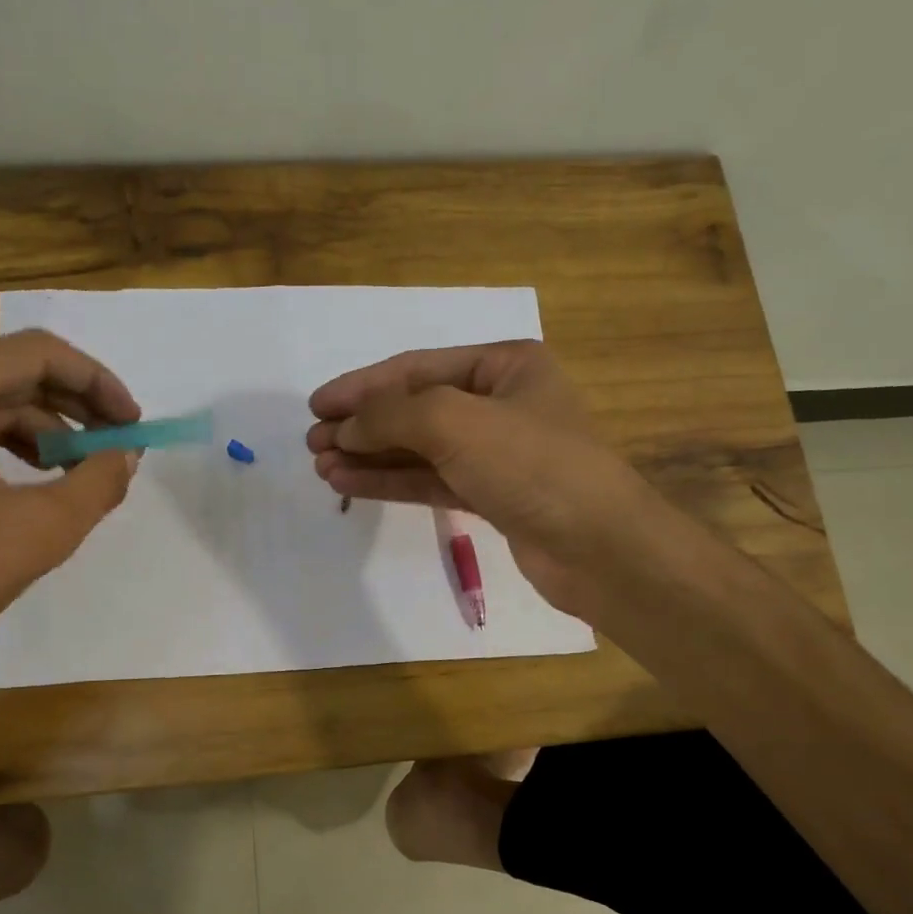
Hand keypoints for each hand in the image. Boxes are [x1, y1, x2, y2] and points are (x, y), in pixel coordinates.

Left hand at [0, 330, 139, 675]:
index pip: (37, 354)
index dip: (97, 382)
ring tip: (87, 472)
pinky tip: (43, 486)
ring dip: (50, 434)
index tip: (133, 424)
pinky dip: (16, 454)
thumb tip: (126, 454)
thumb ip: (97, 482)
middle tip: (120, 445)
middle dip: (77, 409)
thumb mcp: (39, 530)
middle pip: (16, 376)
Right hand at [306, 341, 651, 618]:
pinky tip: (351, 484)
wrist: (598, 548)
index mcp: (506, 365)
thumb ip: (392, 415)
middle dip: (363, 424)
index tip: (316, 405)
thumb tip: (345, 427)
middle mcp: (501, 403)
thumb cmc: (532, 465)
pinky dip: (391, 482)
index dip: (362, 385)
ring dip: (370, 456)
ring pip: (420, 448)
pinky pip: (431, 481)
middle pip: (416, 408)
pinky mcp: (491, 496)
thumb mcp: (455, 422)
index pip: (417, 368)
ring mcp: (496, 453)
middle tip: (313, 442)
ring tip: (322, 466)